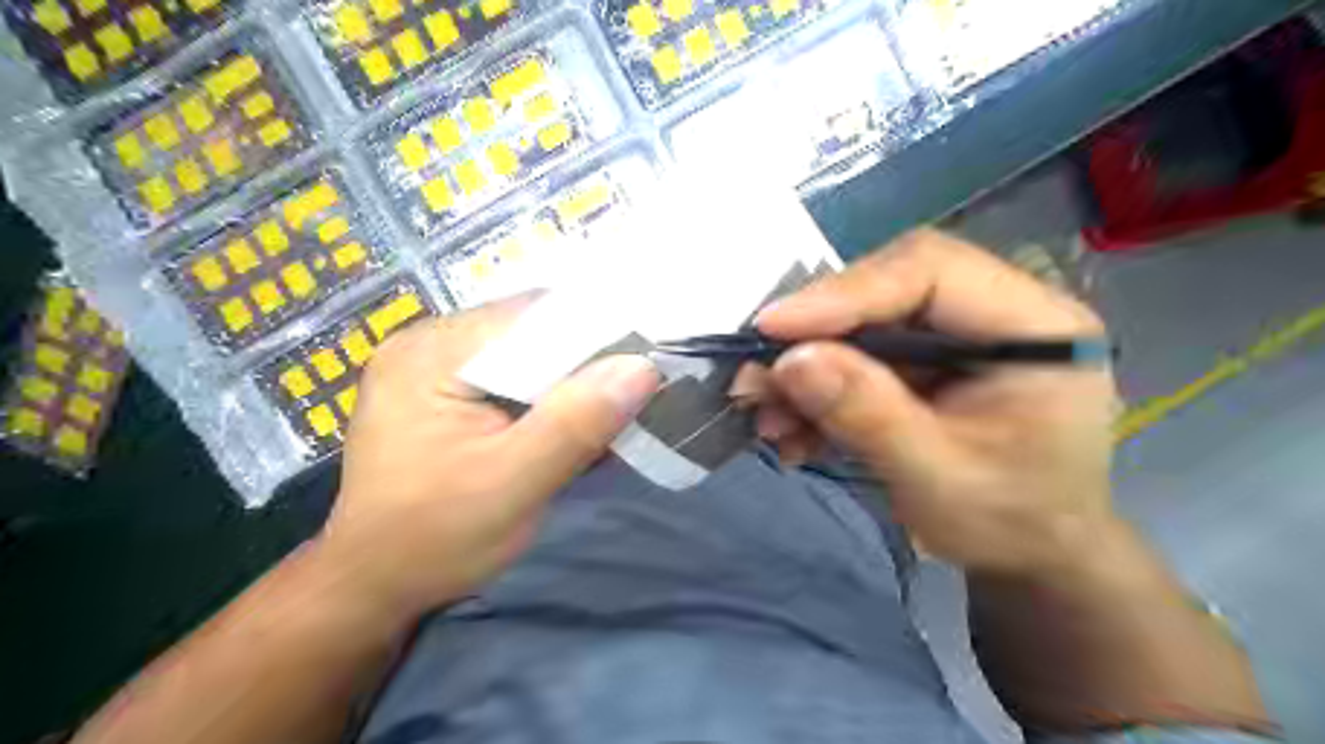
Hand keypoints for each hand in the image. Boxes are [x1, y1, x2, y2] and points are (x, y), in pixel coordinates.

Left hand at [311, 293, 661, 618]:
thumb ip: (575, 423)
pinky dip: (547, 396)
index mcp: (432, 353)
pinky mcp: (443, 391)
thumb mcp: (513, 485)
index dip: (595, 333)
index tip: (648, 359)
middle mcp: (429, 343)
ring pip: (525, 354)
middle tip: (637, 389)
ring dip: (569, 380)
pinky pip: (510, 377)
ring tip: (612, 406)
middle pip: (529, 331)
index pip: (531, 317)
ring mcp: (433, 366)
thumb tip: (642, 367)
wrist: (373, 586)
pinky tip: (569, 419)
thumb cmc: (434, 539)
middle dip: (585, 360)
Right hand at [744, 231, 1116, 577]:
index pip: (929, 271)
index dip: (844, 293)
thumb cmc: (1009, 523)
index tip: (772, 329)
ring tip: (769, 420)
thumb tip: (790, 360)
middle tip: (758, 380)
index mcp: (1032, 326)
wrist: (1031, 555)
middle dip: (814, 337)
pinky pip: (857, 356)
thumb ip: (868, 415)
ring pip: (860, 325)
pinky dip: (817, 392)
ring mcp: (956, 333)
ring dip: (806, 371)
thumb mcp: (938, 479)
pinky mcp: (924, 357)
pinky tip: (793, 432)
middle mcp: (994, 310)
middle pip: (885, 290)